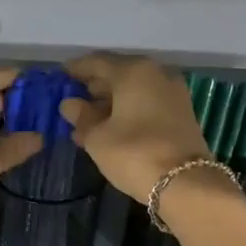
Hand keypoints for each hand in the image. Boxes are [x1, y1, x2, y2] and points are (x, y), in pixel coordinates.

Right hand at [59, 54, 209, 203]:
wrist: (186, 183)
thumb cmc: (134, 153)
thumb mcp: (98, 138)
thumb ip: (81, 117)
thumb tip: (70, 104)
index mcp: (133, 71)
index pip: (96, 62)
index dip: (75, 70)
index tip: (59, 78)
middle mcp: (156, 74)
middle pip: (117, 74)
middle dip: (93, 89)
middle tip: (72, 105)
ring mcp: (172, 93)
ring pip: (133, 91)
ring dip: (109, 104)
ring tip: (86, 124)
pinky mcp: (181, 113)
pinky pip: (146, 104)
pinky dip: (127, 112)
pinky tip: (110, 130)